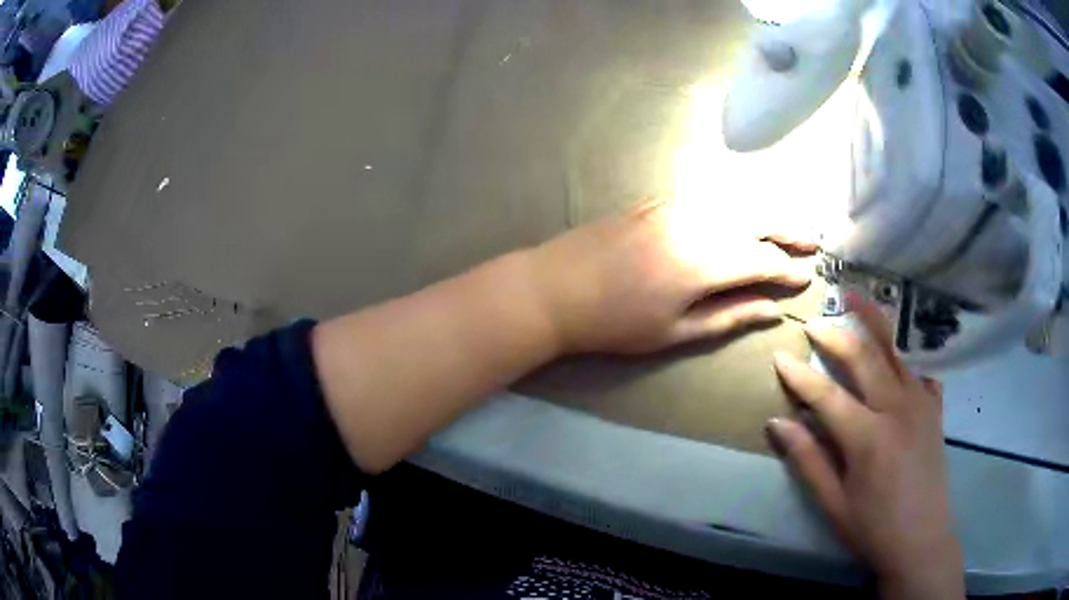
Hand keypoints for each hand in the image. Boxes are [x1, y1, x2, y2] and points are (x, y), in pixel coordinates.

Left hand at [526, 198, 814, 354]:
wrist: (554, 288)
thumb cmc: (614, 323)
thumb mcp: (675, 332)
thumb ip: (729, 317)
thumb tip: (772, 310)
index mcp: (704, 261)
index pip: (761, 260)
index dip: (786, 270)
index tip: (807, 278)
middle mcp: (696, 223)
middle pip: (755, 220)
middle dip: (787, 231)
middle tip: (812, 242)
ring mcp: (674, 205)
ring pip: (734, 203)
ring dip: (765, 214)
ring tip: (787, 227)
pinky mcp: (656, 200)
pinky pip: (707, 197)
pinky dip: (733, 205)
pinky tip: (742, 214)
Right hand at [768, 298, 964, 599]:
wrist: (921, 540)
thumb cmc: (873, 528)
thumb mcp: (833, 503)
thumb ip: (808, 460)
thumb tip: (778, 423)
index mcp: (867, 437)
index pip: (826, 395)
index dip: (800, 376)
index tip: (779, 357)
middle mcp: (896, 409)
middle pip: (864, 358)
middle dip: (836, 335)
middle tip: (815, 321)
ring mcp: (921, 404)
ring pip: (895, 351)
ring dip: (875, 322)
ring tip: (857, 297)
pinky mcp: (934, 409)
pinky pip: (920, 370)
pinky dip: (907, 353)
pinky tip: (898, 349)